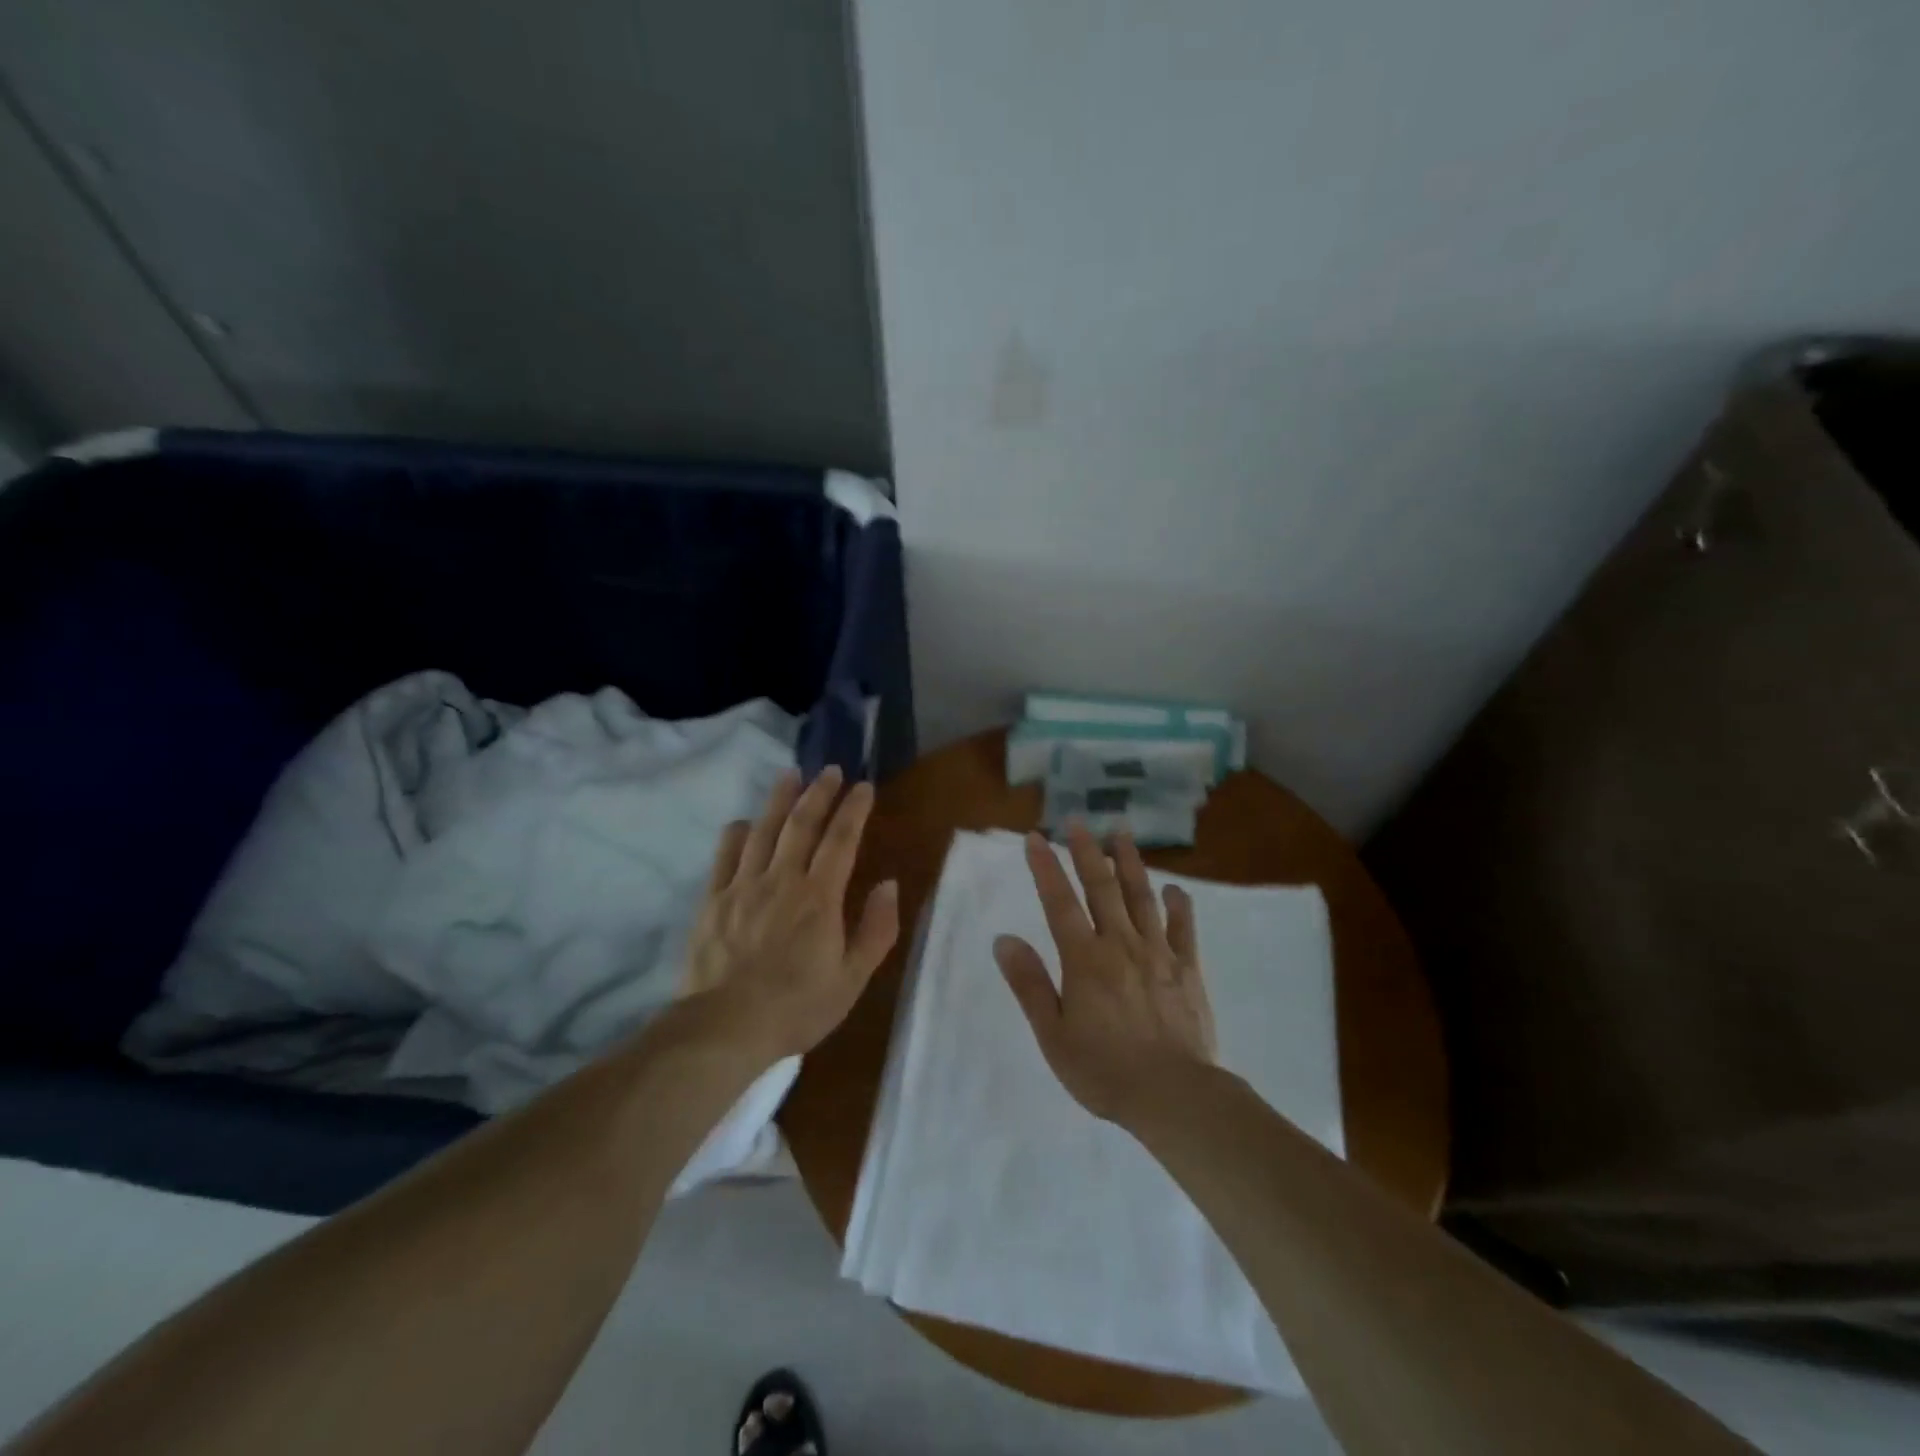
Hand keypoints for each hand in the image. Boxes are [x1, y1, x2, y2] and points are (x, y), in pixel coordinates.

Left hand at [685, 765, 898, 1060]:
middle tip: (830, 769)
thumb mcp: (852, 978)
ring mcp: (743, 886)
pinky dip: (737, 833)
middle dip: (819, 793)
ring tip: (790, 775)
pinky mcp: (713, 900)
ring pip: (764, 830)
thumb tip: (889, 884)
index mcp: (820, 897)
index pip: (841, 840)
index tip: (864, 786)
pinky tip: (744, 823)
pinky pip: (725, 855)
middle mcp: (782, 879)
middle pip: (802, 824)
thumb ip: (875, 929)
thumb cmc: (797, 1006)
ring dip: (779, 800)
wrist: (725, 1027)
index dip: (854, 809)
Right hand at [995, 823, 1215, 1123]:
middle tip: (1078, 821)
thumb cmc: (1104, 1069)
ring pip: (1142, 897)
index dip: (1045, 867)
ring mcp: (1158, 953)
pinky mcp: (1188, 969)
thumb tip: (1004, 939)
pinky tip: (1175, 888)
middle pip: (1101, 888)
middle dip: (1087, 851)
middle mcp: (1120, 944)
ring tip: (1122, 834)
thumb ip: (1029, 984)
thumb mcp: (1053, 1034)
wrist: (1174, 1096)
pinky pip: (1183, 929)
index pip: (1059, 902)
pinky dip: (1179, 905)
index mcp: (1085, 959)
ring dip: (1130, 863)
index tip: (1035, 837)